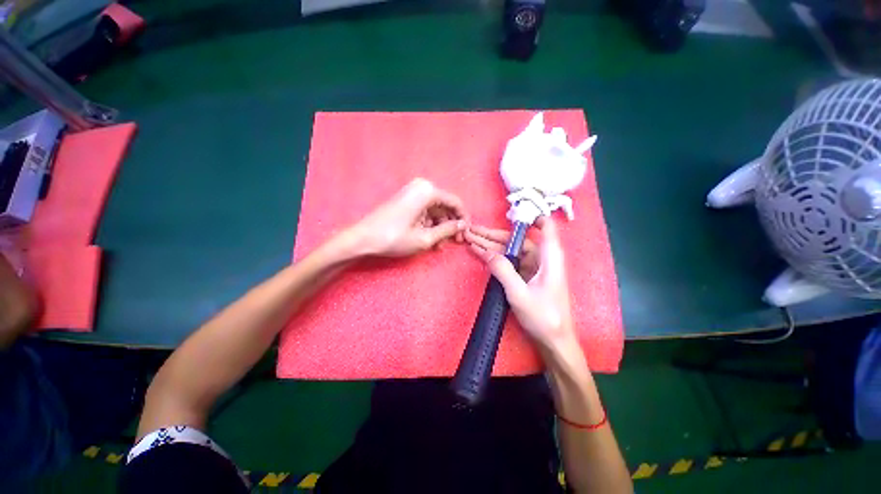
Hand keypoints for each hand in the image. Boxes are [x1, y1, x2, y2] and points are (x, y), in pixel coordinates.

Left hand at [348, 178, 467, 257]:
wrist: (362, 238)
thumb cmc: (393, 238)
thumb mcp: (425, 238)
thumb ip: (447, 230)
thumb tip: (462, 225)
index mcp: (428, 191)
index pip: (455, 202)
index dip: (463, 219)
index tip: (465, 234)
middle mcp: (421, 187)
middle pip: (445, 206)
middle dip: (450, 225)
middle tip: (453, 243)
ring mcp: (412, 193)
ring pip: (435, 211)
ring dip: (439, 228)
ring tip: (438, 246)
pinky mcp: (406, 200)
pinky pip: (424, 211)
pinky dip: (429, 225)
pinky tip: (429, 239)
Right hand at [467, 217, 576, 352]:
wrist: (554, 342)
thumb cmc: (543, 318)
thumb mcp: (520, 294)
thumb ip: (503, 270)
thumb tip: (485, 251)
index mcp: (549, 257)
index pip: (546, 227)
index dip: (530, 216)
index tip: (509, 211)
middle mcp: (542, 259)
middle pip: (517, 240)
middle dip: (494, 235)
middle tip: (472, 230)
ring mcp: (533, 268)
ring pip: (511, 251)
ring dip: (491, 246)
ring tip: (470, 239)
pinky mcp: (526, 277)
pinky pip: (510, 262)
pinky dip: (495, 258)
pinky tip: (480, 254)